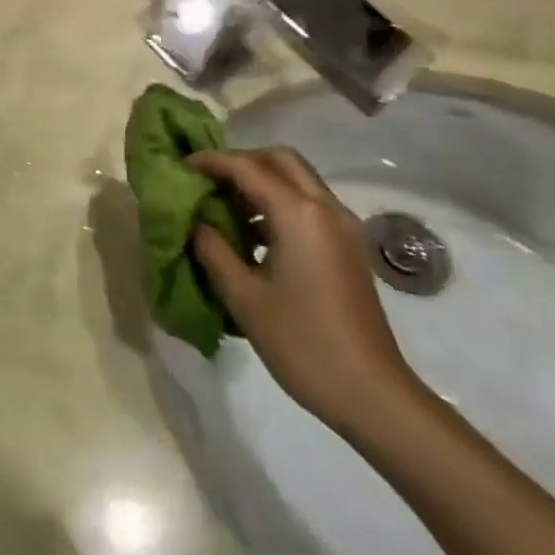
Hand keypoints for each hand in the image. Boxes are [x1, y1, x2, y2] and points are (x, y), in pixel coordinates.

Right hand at [189, 148, 419, 432]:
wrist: (371, 394)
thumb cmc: (302, 343)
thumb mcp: (244, 297)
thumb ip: (214, 251)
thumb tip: (197, 224)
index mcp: (298, 214)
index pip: (248, 168)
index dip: (212, 161)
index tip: (183, 165)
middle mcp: (325, 208)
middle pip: (280, 160)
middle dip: (242, 161)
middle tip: (210, 180)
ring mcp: (342, 227)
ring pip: (298, 180)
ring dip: (262, 181)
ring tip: (226, 207)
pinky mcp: (348, 247)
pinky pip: (309, 204)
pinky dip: (280, 203)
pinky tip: (256, 236)